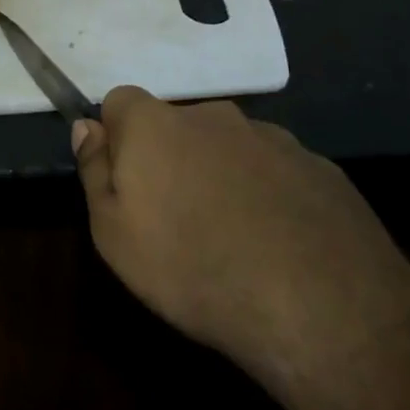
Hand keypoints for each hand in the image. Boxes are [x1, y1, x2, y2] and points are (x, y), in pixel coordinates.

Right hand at [72, 90, 409, 389]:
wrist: (323, 308)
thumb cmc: (193, 269)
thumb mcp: (113, 234)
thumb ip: (95, 172)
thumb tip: (87, 128)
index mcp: (156, 125)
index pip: (120, 101)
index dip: (116, 137)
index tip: (125, 182)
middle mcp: (213, 116)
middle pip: (176, 125)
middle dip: (170, 158)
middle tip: (176, 218)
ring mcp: (272, 138)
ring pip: (229, 148)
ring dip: (220, 175)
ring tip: (233, 238)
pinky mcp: (320, 167)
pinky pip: (276, 172)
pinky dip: (268, 195)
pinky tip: (279, 245)